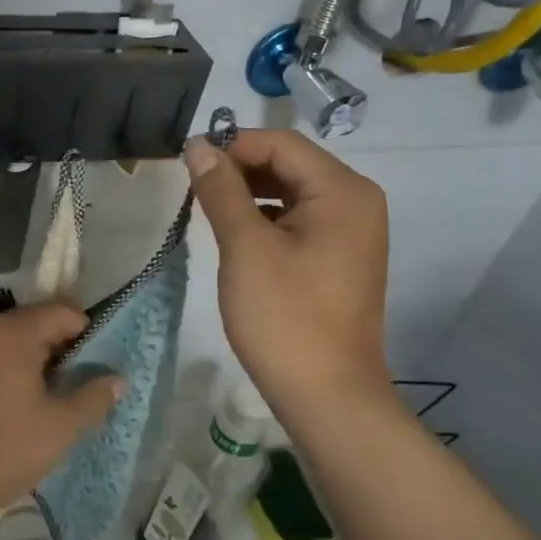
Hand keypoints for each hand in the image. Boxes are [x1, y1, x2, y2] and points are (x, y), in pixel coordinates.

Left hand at [0, 303, 122, 539]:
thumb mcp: (61, 426)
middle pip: (32, 321)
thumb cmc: (7, 450)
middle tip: (78, 379)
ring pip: (7, 341)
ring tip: (50, 394)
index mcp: (12, 334)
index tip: (98, 360)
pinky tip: (14, 405)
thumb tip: (118, 379)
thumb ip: (94, 397)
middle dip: (59, 344)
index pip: (60, 311)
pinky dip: (6, 369)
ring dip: (32, 358)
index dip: (86, 330)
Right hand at [183, 129, 395, 418]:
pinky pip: (298, 220)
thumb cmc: (285, 318)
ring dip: (248, 194)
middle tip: (191, 188)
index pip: (280, 144)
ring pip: (291, 193)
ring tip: (206, 210)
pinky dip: (265, 219)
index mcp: (342, 191)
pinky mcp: (339, 257)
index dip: (231, 146)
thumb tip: (198, 145)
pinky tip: (235, 236)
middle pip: (289, 165)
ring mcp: (351, 232)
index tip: (185, 162)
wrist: (326, 395)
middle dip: (239, 170)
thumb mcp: (246, 248)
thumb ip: (221, 191)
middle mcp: (355, 202)